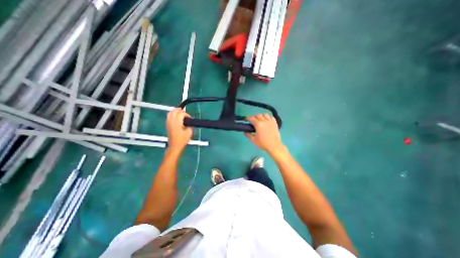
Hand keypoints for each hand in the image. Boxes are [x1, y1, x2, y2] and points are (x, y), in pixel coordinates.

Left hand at [165, 107, 192, 151]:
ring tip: (180, 112)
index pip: (181, 114)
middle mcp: (171, 121)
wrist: (174, 146)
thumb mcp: (189, 132)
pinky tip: (175, 116)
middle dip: (180, 110)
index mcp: (177, 122)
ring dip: (175, 111)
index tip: (190, 118)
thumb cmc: (182, 140)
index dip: (186, 114)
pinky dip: (172, 114)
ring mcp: (168, 123)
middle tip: (185, 113)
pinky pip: (168, 116)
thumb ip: (189, 125)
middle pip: (175, 111)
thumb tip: (189, 122)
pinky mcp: (167, 125)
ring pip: (170, 113)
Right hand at [244, 113, 283, 152]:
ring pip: (265, 115)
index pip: (251, 118)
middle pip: (258, 115)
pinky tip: (267, 121)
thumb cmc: (263, 143)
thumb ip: (248, 135)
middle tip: (252, 121)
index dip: (248, 118)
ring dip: (261, 116)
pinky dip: (268, 118)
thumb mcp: (253, 140)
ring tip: (260, 120)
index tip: (246, 119)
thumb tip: (245, 131)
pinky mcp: (275, 123)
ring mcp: (270, 121)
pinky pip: (271, 117)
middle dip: (254, 117)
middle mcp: (264, 121)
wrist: (274, 146)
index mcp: (258, 124)